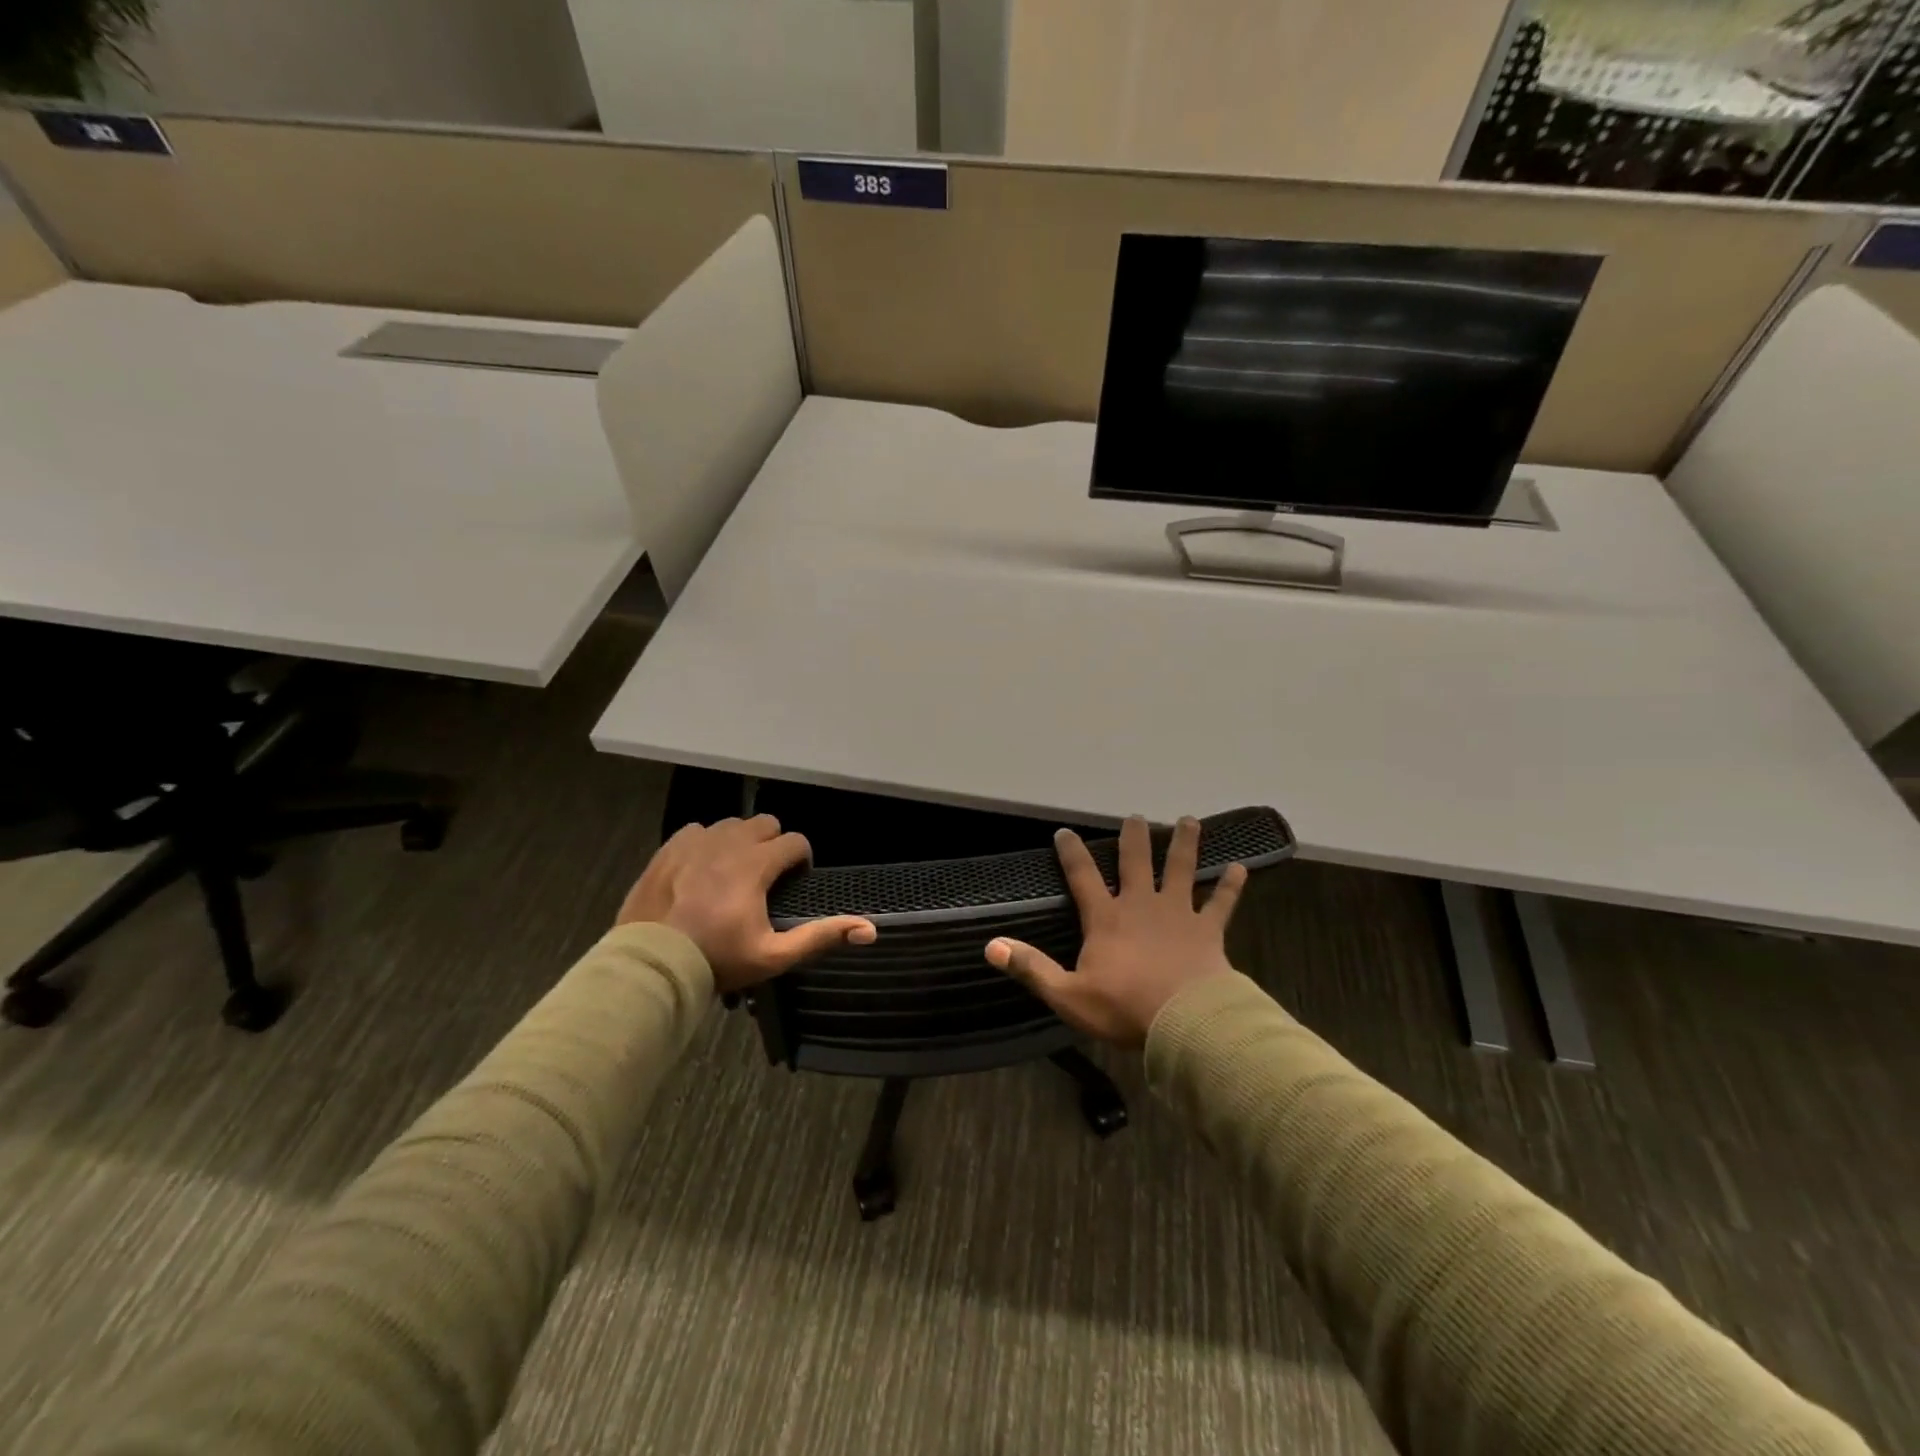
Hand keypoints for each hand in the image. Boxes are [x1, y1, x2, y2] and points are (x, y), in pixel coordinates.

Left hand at [617, 815, 875, 994]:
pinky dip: (706, 843)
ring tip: (735, 872)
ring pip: (731, 824)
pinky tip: (702, 868)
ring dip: (741, 841)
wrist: (651, 965)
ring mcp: (695, 841)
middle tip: (767, 876)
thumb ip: (820, 936)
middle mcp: (728, 842)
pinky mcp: (669, 848)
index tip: (795, 882)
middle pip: (765, 823)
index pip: (795, 841)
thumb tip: (870, 928)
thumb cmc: (717, 960)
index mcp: (755, 863)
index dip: (802, 860)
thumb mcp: (773, 956)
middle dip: (773, 844)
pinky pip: (697, 830)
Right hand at [986, 815, 1245, 1046]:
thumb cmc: (1124, 1008)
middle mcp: (1141, 905)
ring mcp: (1178, 914)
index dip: (1071, 852)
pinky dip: (1230, 886)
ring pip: (1181, 870)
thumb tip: (991, 946)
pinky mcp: (1208, 930)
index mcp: (1106, 918)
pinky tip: (1240, 867)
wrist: (1186, 1023)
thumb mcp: (1067, 995)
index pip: (1082, 876)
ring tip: (1189, 821)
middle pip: (1136, 861)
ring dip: (1184, 845)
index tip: (1064, 832)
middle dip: (1134, 837)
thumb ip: (1031, 968)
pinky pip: (1221, 903)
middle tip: (1135, 816)